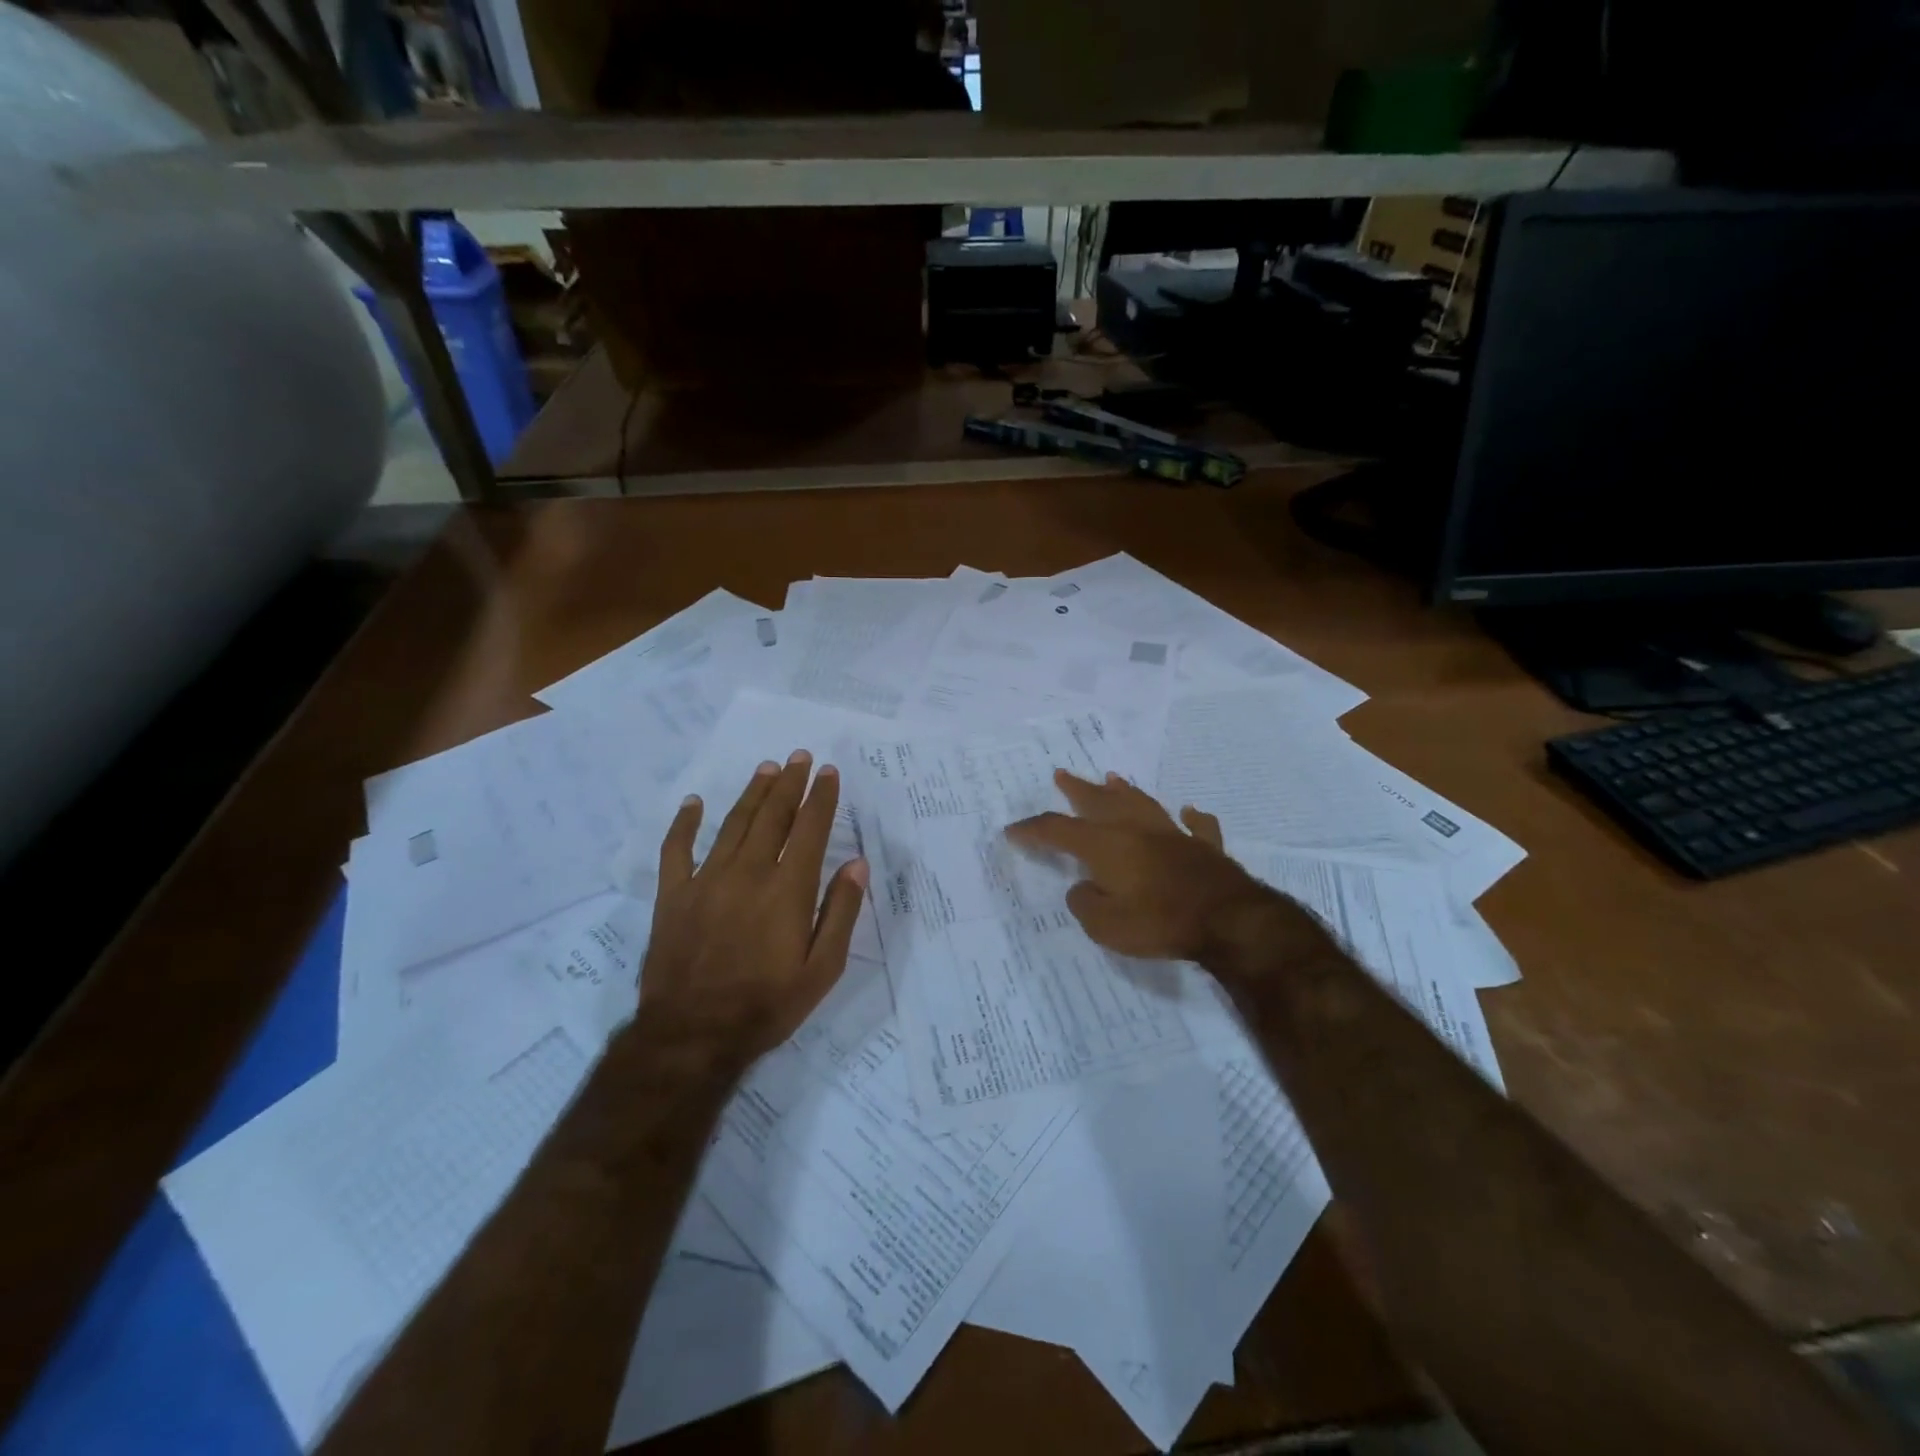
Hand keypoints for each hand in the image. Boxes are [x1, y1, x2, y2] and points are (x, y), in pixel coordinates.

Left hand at [640, 751, 867, 1070]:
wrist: (692, 1035)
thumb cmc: (767, 1005)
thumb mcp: (822, 969)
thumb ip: (841, 912)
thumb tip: (856, 864)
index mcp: (788, 889)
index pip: (809, 829)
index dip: (821, 798)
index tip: (828, 772)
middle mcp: (749, 873)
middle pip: (772, 816)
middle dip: (789, 783)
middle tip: (799, 757)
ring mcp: (706, 880)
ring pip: (733, 823)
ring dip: (752, 793)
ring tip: (766, 768)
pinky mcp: (672, 895)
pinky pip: (677, 849)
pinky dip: (685, 823)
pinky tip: (694, 802)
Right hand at [1005, 769, 1273, 960]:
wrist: (1228, 919)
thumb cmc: (1159, 921)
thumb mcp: (1105, 926)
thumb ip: (1085, 904)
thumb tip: (1082, 888)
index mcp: (1105, 845)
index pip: (1058, 830)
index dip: (1033, 830)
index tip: (1013, 830)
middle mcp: (1135, 830)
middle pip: (1100, 801)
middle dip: (1077, 789)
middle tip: (1062, 774)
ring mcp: (1172, 834)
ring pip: (1143, 803)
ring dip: (1125, 790)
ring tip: (1112, 778)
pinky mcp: (1204, 847)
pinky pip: (1196, 826)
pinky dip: (1190, 818)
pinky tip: (1189, 812)